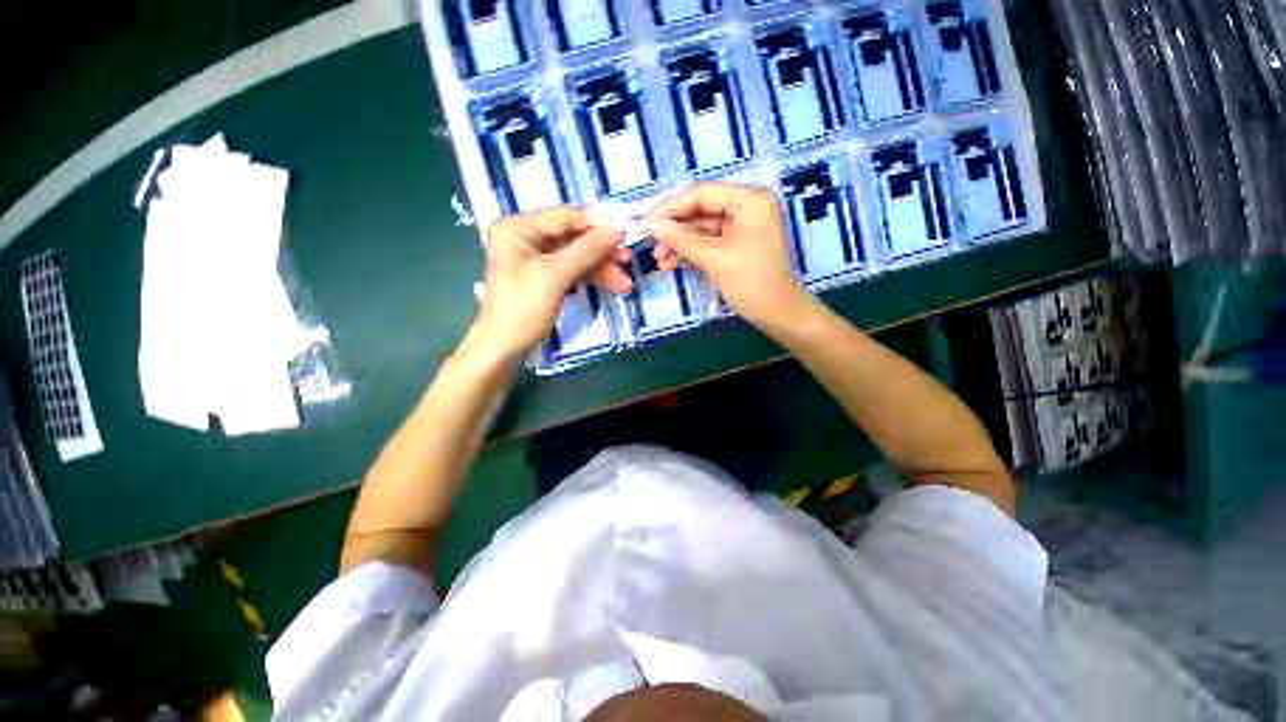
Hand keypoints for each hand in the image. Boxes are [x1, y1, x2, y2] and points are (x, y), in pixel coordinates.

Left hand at [470, 208, 629, 359]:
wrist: (504, 349)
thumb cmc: (523, 309)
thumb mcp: (556, 276)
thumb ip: (587, 250)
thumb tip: (618, 229)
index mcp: (518, 227)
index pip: (565, 218)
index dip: (596, 227)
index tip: (625, 237)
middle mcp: (525, 237)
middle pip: (573, 238)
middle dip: (601, 253)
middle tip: (628, 262)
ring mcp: (535, 258)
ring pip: (576, 256)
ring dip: (601, 269)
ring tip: (625, 284)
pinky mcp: (544, 277)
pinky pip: (572, 270)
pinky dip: (591, 278)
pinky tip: (612, 286)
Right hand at [645, 183, 805, 326]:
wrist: (779, 314)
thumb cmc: (750, 282)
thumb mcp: (713, 258)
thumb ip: (681, 238)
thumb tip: (652, 225)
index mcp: (749, 200)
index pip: (702, 194)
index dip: (671, 207)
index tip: (646, 221)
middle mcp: (748, 207)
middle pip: (702, 210)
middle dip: (675, 228)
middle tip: (649, 241)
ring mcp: (745, 227)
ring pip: (704, 228)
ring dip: (681, 243)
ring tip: (658, 259)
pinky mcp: (740, 245)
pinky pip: (711, 242)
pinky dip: (693, 252)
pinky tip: (672, 263)